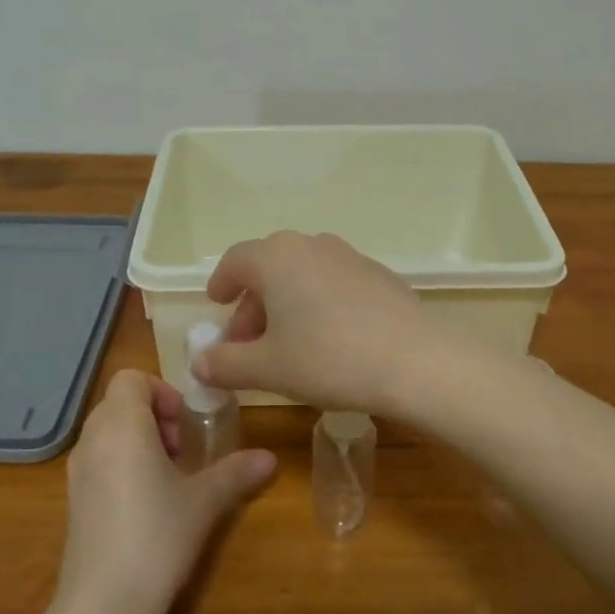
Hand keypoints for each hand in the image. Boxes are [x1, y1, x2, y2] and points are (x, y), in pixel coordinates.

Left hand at [55, 370, 275, 613]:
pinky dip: (123, 466)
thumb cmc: (156, 537)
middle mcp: (92, 439)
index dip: (162, 391)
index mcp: (121, 425)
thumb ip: (236, 472)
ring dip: (140, 441)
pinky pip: (99, 462)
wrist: (101, 608)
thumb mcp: (204, 501)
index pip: (131, 378)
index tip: (186, 423)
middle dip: (155, 416)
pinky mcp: (73, 503)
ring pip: (108, 434)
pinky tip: (149, 504)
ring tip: (170, 477)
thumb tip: (270, 458)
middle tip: (183, 449)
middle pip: (119, 404)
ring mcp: (77, 472)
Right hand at [190, 231, 445, 415]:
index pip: (235, 261)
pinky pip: (333, 283)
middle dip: (253, 305)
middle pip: (269, 268)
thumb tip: (199, 363)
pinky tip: (329, 339)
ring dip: (286, 304)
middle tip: (247, 344)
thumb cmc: (328, 358)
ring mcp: (349, 256)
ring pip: (303, 275)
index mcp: (276, 257)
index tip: (217, 305)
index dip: (222, 284)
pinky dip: (318, 303)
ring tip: (286, 344)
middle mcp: (310, 245)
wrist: (415, 360)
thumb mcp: (267, 368)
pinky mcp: (378, 274)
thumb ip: (226, 364)